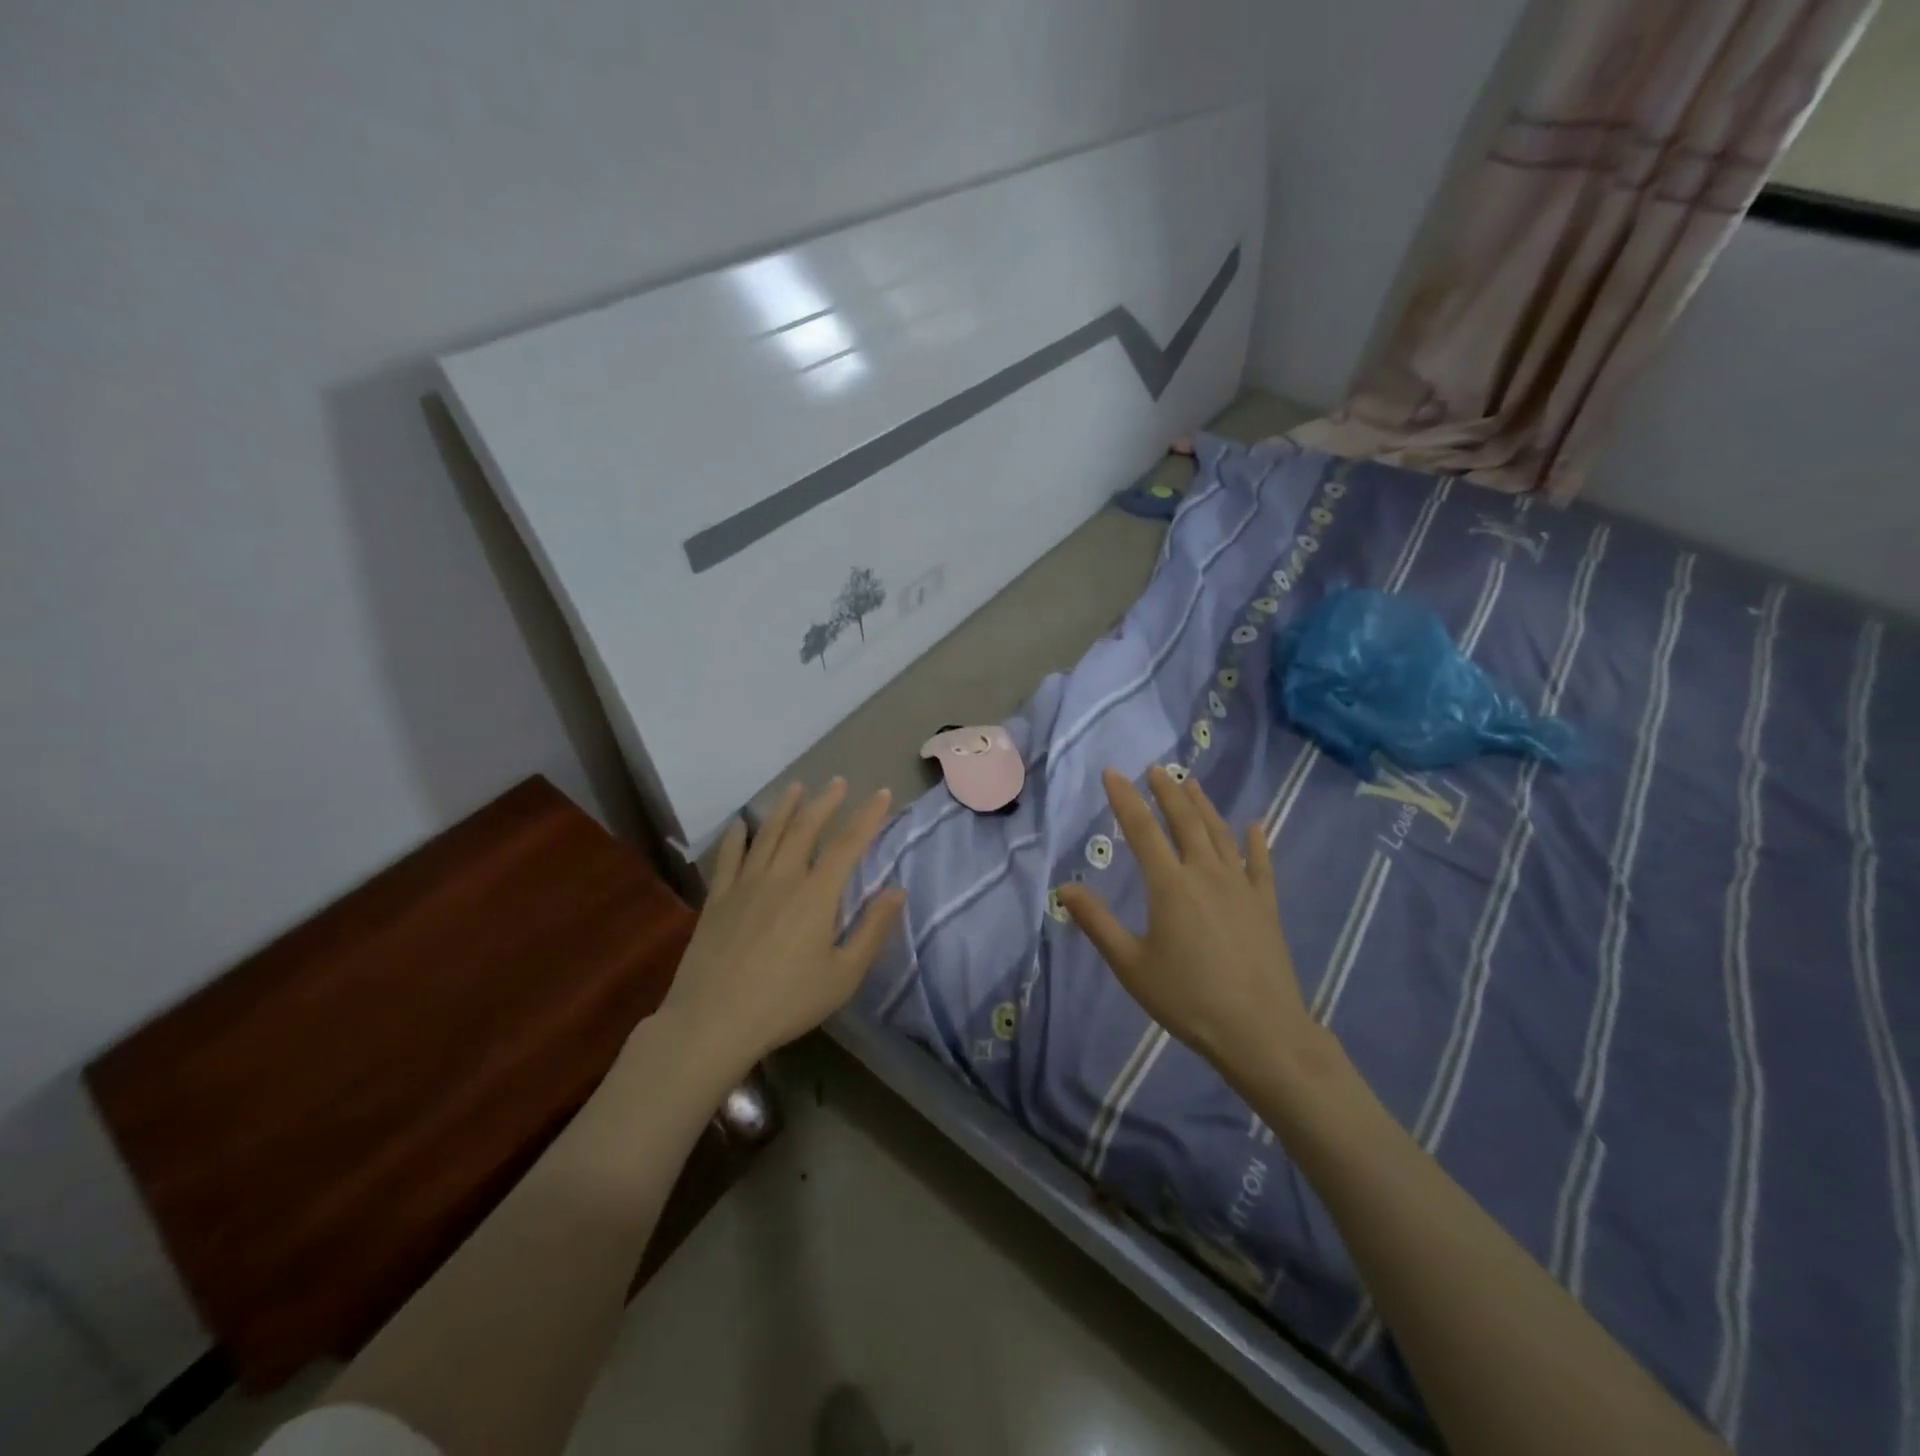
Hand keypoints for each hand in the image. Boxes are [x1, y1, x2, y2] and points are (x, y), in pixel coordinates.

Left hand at [655, 779, 905, 1070]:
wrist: (713, 1021)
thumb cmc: (786, 1002)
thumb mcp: (843, 975)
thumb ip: (872, 930)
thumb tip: (897, 890)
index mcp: (816, 895)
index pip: (847, 844)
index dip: (867, 816)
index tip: (880, 793)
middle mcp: (781, 878)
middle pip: (805, 829)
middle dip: (824, 802)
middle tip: (837, 782)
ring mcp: (745, 885)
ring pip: (767, 835)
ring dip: (784, 808)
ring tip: (796, 788)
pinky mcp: (717, 900)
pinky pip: (728, 858)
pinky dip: (736, 837)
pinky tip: (740, 825)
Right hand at [1057, 767, 1321, 1088]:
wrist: (1259, 1030)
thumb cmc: (1187, 998)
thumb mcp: (1130, 965)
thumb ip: (1097, 923)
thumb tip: (1064, 887)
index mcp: (1170, 885)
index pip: (1142, 829)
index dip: (1125, 799)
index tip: (1113, 773)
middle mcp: (1206, 873)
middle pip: (1185, 821)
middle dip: (1167, 791)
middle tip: (1156, 768)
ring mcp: (1241, 886)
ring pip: (1220, 833)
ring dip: (1204, 806)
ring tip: (1192, 784)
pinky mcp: (1266, 904)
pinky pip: (1261, 863)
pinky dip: (1256, 841)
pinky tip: (1255, 825)